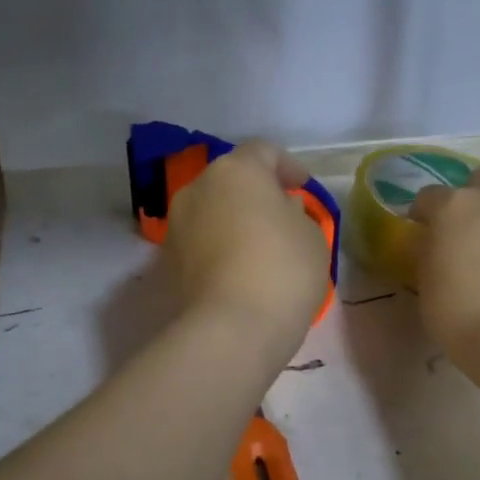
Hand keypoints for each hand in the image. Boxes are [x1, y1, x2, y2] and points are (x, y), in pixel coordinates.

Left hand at [164, 141, 329, 357]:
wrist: (231, 327)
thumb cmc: (282, 269)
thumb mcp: (311, 235)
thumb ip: (296, 213)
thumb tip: (279, 210)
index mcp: (235, 170)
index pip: (263, 151)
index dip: (287, 166)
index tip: (303, 188)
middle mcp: (198, 188)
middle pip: (231, 179)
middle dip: (256, 193)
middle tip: (283, 215)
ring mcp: (177, 225)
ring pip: (212, 210)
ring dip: (234, 219)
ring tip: (261, 246)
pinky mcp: (168, 260)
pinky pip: (201, 241)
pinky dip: (219, 245)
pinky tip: (240, 269)